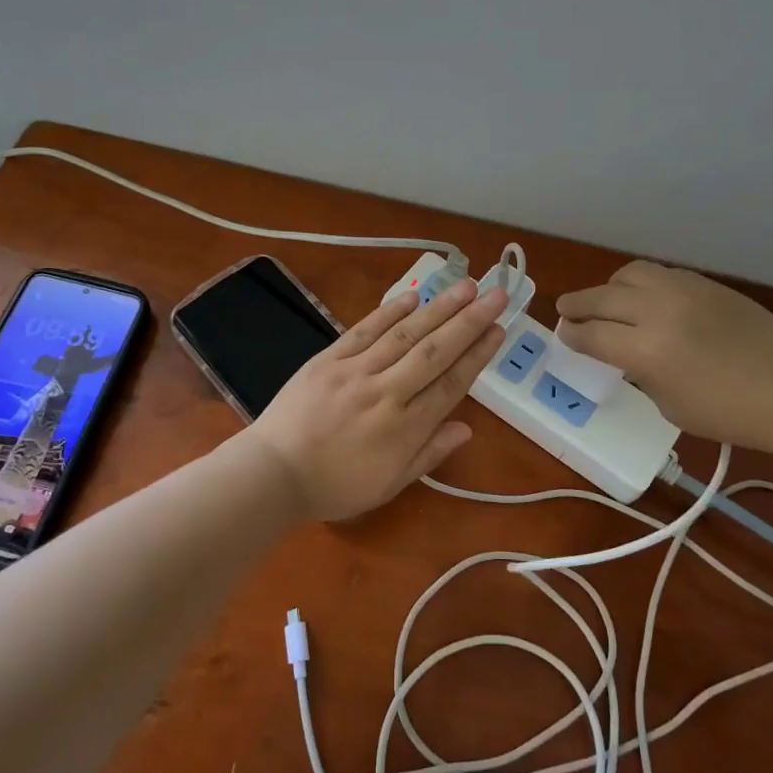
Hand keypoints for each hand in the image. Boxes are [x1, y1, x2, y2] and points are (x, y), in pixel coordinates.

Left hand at [246, 278, 508, 522]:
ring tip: (465, 286)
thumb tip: (468, 428)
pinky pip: (363, 330)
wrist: (273, 474)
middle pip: (435, 352)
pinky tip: (413, 296)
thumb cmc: (334, 486)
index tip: (499, 330)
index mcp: (405, 429)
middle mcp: (386, 393)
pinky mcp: (328, 359)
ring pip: (405, 335)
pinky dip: (389, 312)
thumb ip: (429, 454)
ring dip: (438, 309)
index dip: (478, 356)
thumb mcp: (389, 485)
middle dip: (469, 321)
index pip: (451, 384)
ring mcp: (355, 372)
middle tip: (496, 295)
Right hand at [555, 260, 772, 455]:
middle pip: (602, 298)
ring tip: (606, 301)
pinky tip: (646, 300)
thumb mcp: (671, 406)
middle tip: (565, 311)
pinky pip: (661, 274)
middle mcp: (659, 311)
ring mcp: (685, 291)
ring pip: (630, 274)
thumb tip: (627, 355)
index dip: (572, 336)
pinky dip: (642, 284)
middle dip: (577, 305)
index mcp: (647, 351)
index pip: (593, 335)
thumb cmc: (732, 414)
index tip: (563, 335)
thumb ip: (641, 374)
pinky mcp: (707, 284)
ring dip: (609, 288)